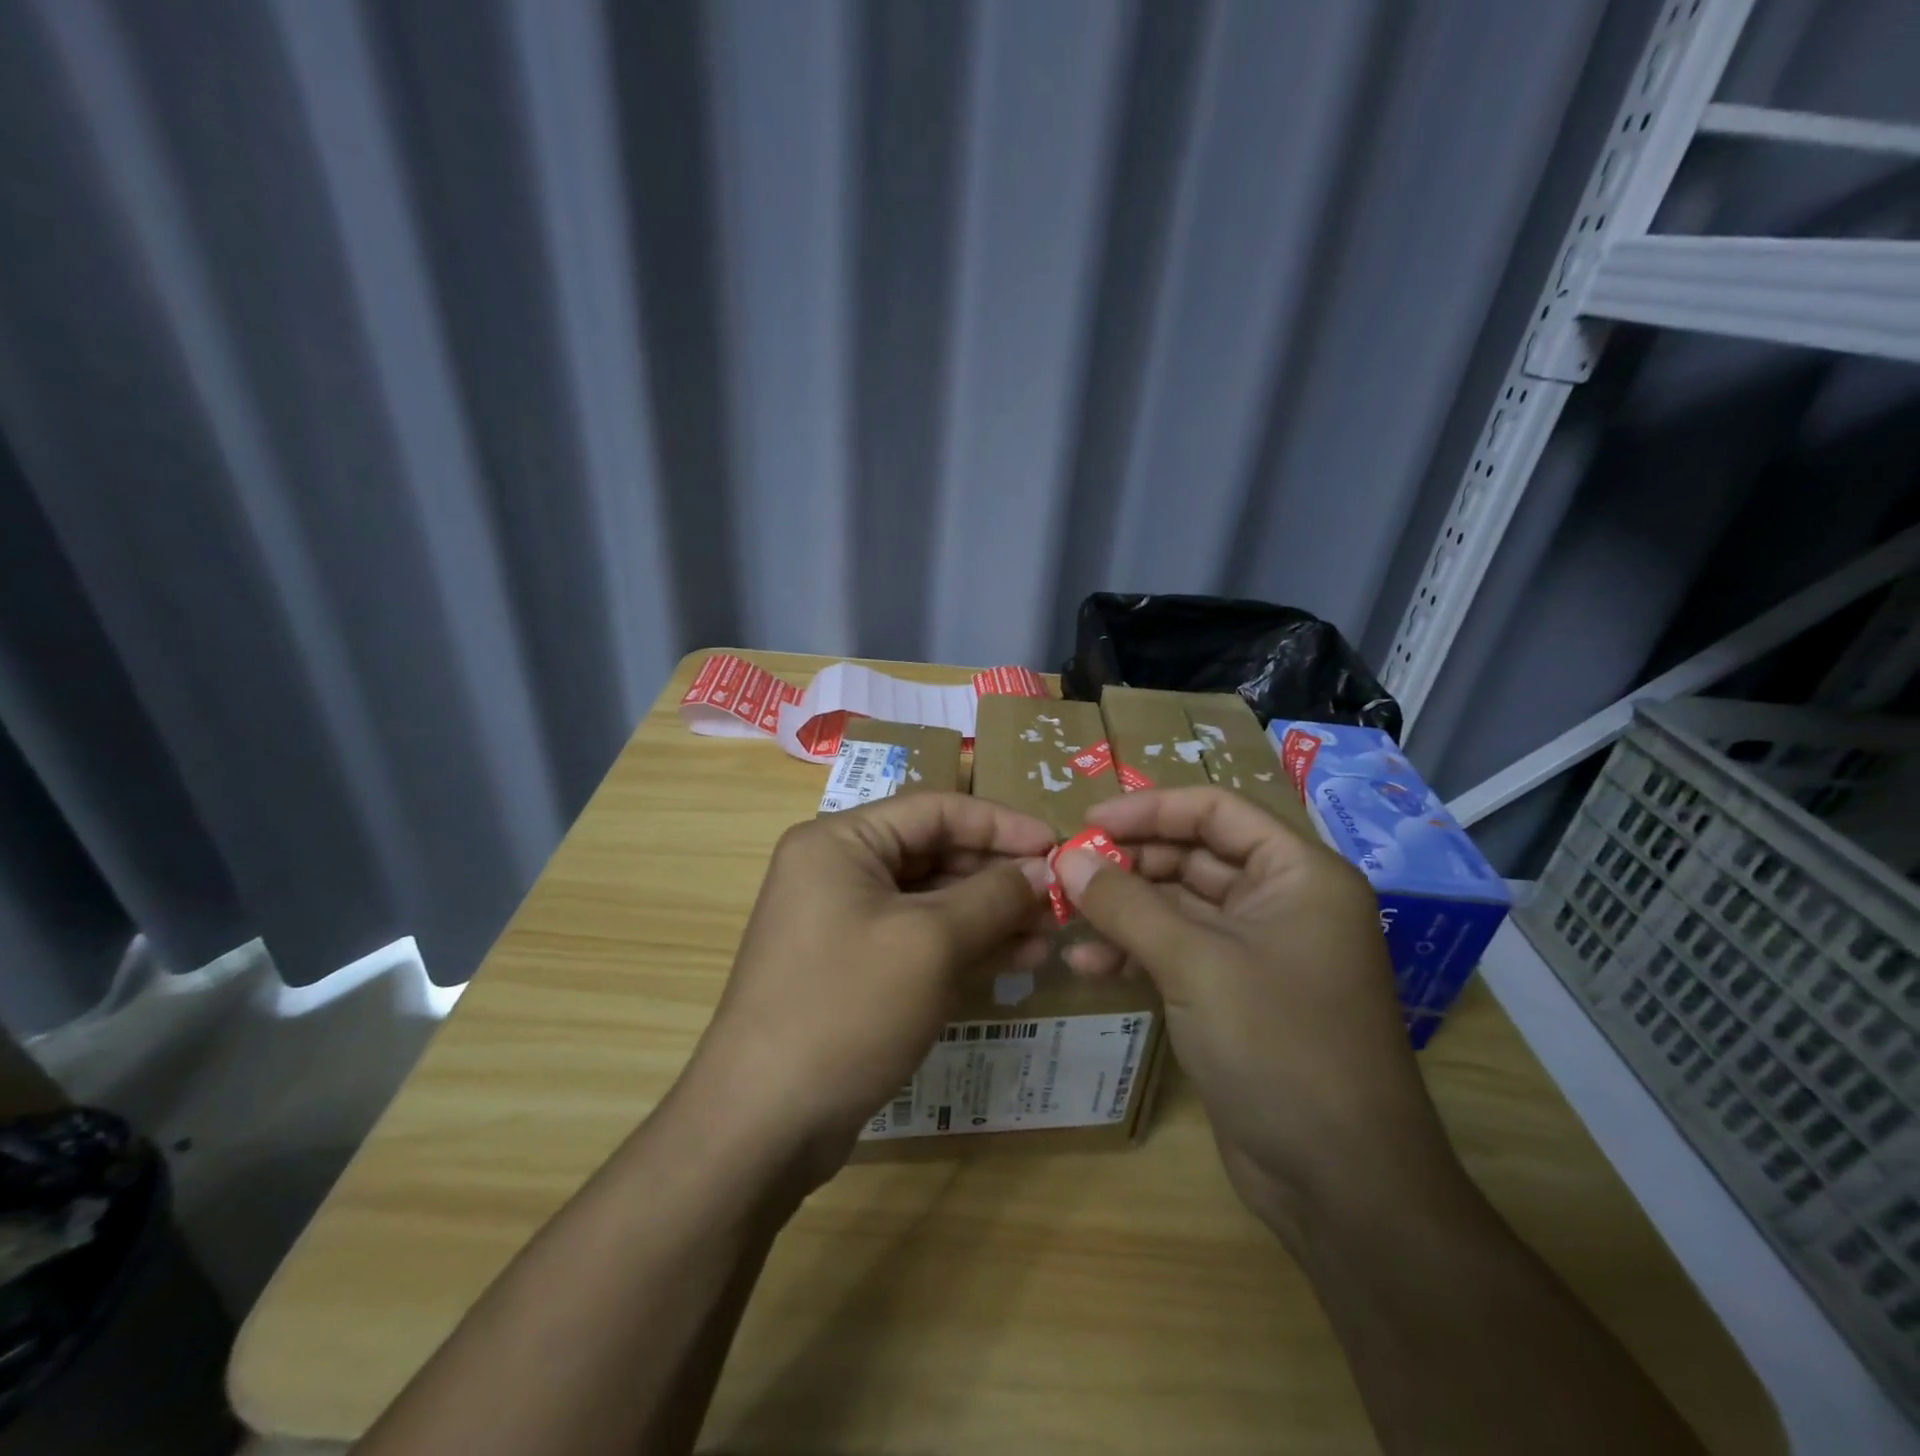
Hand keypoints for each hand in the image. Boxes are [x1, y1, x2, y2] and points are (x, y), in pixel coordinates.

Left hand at [685, 793, 1054, 1181]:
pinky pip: (919, 940)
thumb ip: (992, 897)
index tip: (1055, 845)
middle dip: (997, 876)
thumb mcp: (931, 943)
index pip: (934, 809)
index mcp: (840, 842)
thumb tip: (1040, 870)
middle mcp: (838, 871)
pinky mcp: (854, 968)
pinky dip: (965, 947)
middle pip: (934, 854)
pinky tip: (1017, 960)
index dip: (1000, 824)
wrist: (765, 1122)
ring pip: (932, 902)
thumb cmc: (848, 1007)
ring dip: (990, 915)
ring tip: (1048, 935)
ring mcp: (843, 923)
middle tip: (1057, 898)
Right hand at [1053, 787, 1462, 1244]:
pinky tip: (1090, 967)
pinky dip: (1135, 953)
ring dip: (1123, 911)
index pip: (1216, 810)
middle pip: (1193, 856)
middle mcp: (1282, 902)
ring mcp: (1257, 952)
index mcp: (1298, 874)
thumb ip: (1126, 904)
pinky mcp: (1235, 996)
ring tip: (1066, 922)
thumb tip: (1066, 857)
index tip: (1087, 821)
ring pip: (1178, 907)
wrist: (1341, 1184)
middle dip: (1128, 864)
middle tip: (1066, 873)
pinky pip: (1177, 952)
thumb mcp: (1195, 964)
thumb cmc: (1280, 1046)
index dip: (1150, 809)